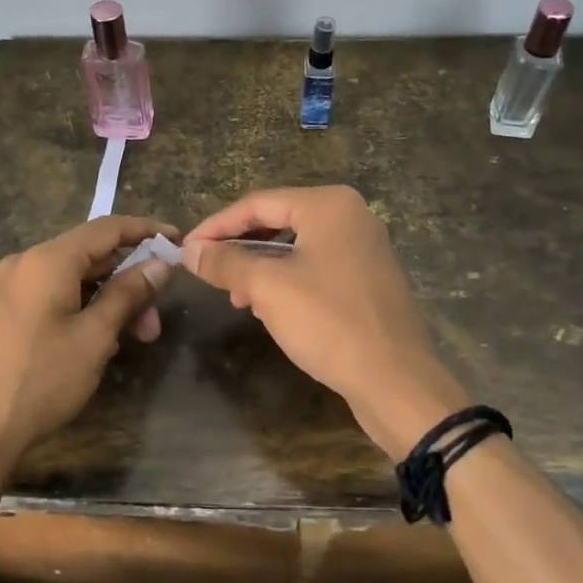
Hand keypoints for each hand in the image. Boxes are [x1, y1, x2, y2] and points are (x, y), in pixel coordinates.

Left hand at [0, 215, 177, 477]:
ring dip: (105, 300)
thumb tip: (160, 264)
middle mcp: (22, 264)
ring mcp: (3, 290)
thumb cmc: (40, 381)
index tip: (176, 241)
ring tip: (130, 338)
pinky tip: (93, 341)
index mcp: (47, 260)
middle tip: (155, 320)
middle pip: (87, 256)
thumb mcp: (94, 337)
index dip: (145, 231)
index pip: (106, 228)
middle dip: (128, 280)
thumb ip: (128, 294)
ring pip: (68, 280)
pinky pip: (47, 297)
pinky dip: (78, 308)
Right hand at [182, 186, 466, 457]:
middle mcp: (350, 215)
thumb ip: (225, 262)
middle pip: (278, 220)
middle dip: (239, 247)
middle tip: (208, 271)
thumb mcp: (267, 288)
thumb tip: (189, 251)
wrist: (395, 380)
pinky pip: (316, 266)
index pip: (258, 203)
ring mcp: (364, 247)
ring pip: (296, 247)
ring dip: (261, 267)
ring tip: (236, 296)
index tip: (186, 249)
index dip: (217, 226)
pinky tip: (269, 307)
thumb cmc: (328, 322)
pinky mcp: (368, 278)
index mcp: (329, 205)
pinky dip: (287, 280)